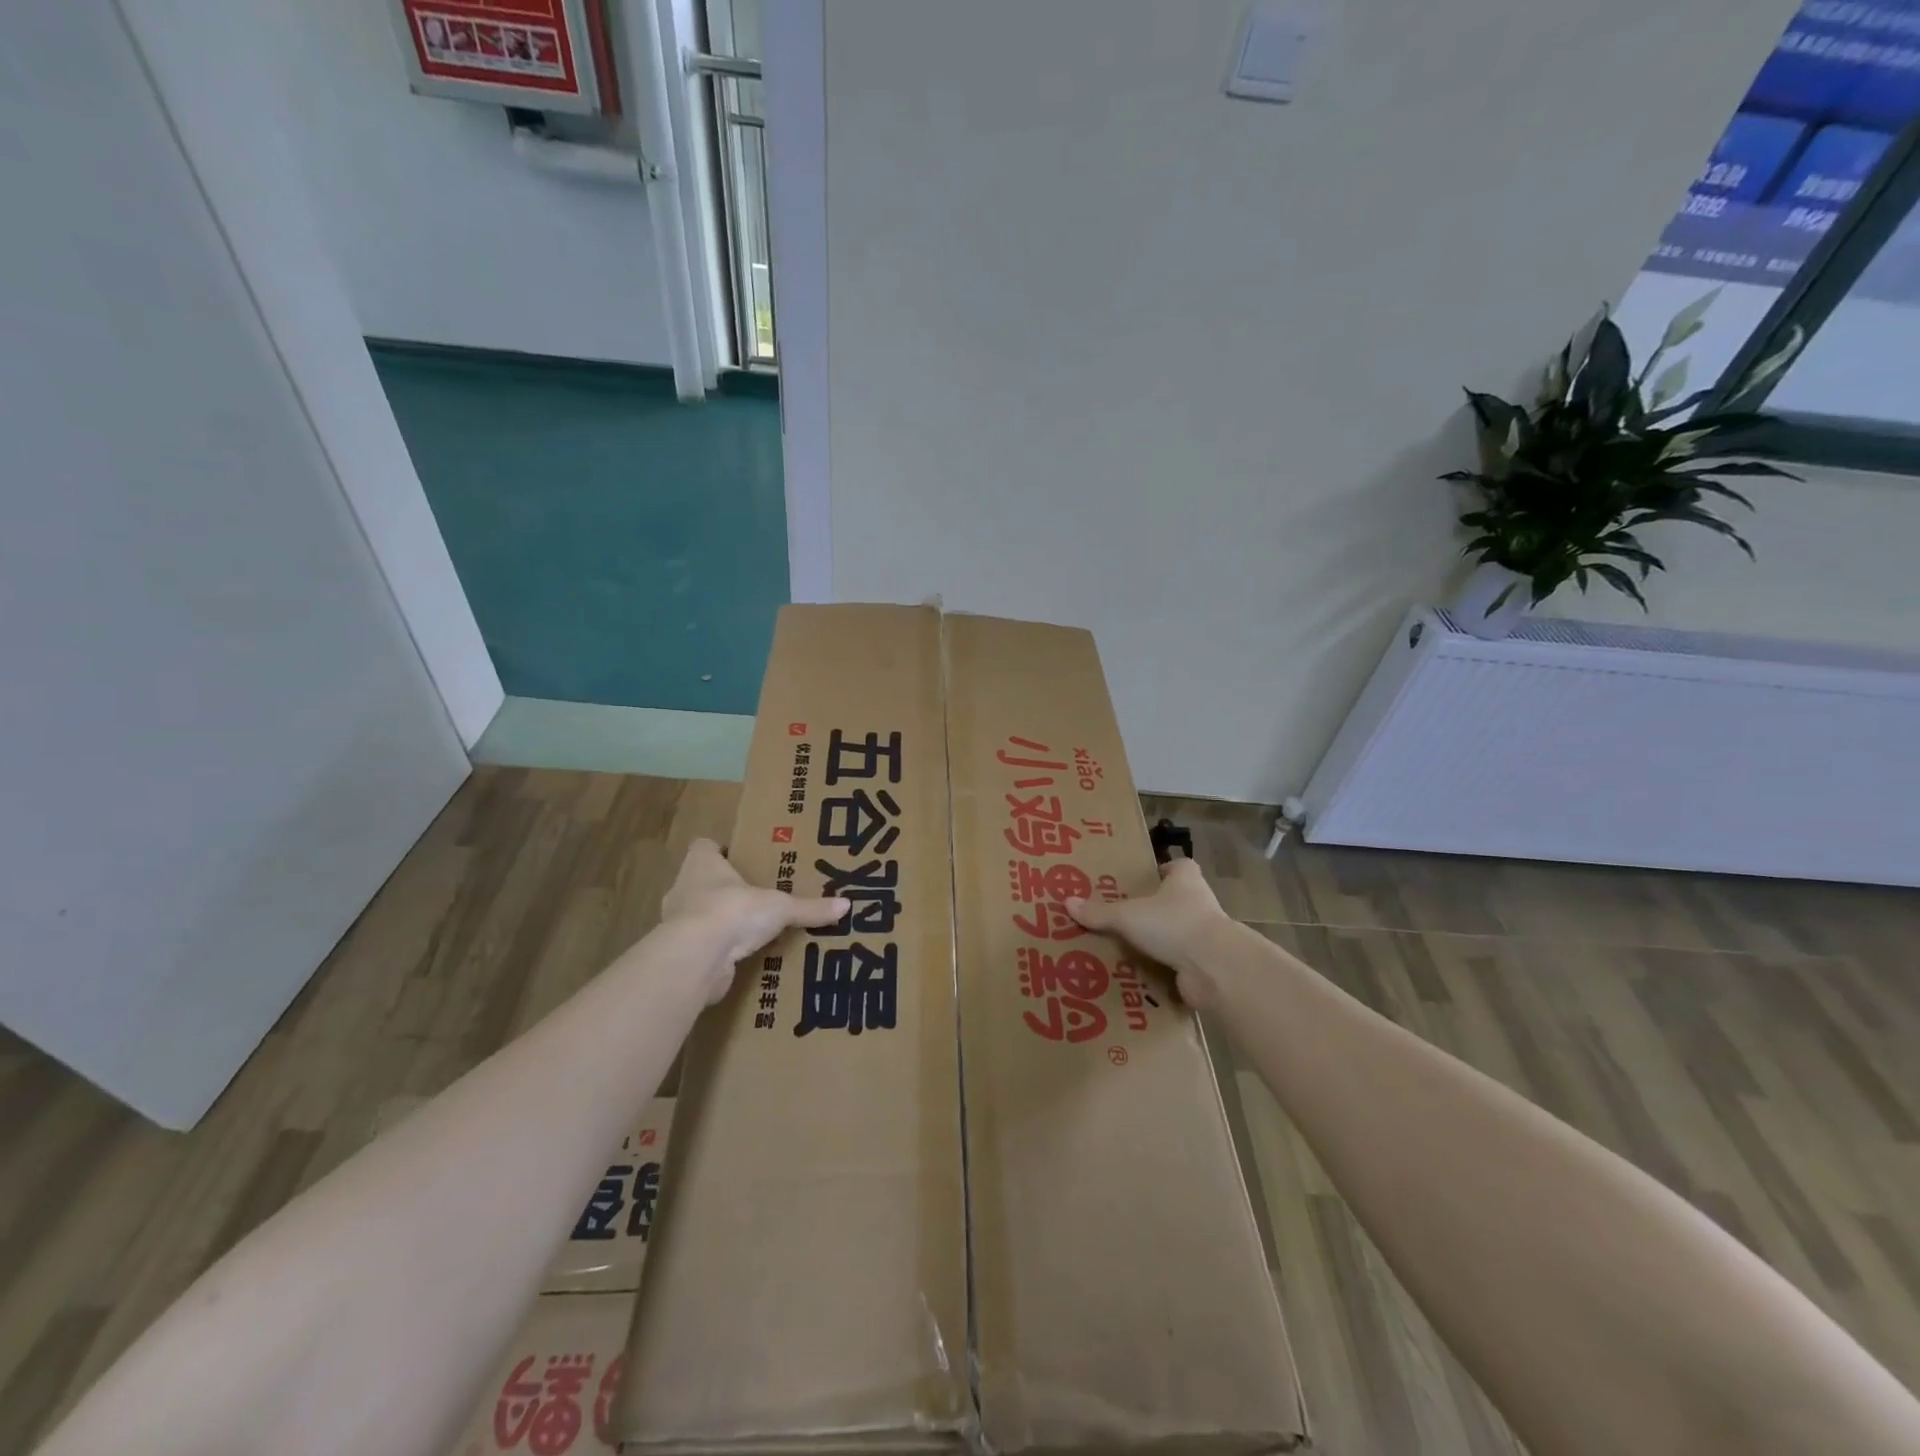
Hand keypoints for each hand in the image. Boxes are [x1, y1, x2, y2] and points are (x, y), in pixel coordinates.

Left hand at [661, 839, 848, 1001]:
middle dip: (727, 888)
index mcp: (701, 864)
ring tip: (754, 927)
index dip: (722, 851)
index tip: (744, 859)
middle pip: (703, 882)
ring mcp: (678, 923)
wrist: (695, 959)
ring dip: (723, 921)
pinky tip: (743, 956)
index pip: (705, 847)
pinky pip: (704, 946)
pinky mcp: (683, 954)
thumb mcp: (780, 907)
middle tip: (759, 894)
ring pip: (702, 915)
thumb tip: (846, 905)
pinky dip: (720, 950)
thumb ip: (809, 907)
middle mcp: (684, 888)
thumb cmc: (733, 911)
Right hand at [1065, 858, 1232, 1007]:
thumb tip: (1067, 902)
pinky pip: (1179, 963)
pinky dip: (1163, 968)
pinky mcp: (1205, 965)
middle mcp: (1200, 903)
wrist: (1215, 968)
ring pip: (1178, 933)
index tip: (1143, 880)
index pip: (1179, 866)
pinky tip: (1139, 974)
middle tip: (1124, 915)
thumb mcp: (1128, 915)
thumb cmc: (1174, 924)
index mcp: (1186, 880)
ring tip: (1125, 947)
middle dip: (1155, 908)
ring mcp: (1205, 936)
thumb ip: (1099, 912)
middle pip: (1177, 900)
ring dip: (1159, 940)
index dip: (1163, 870)